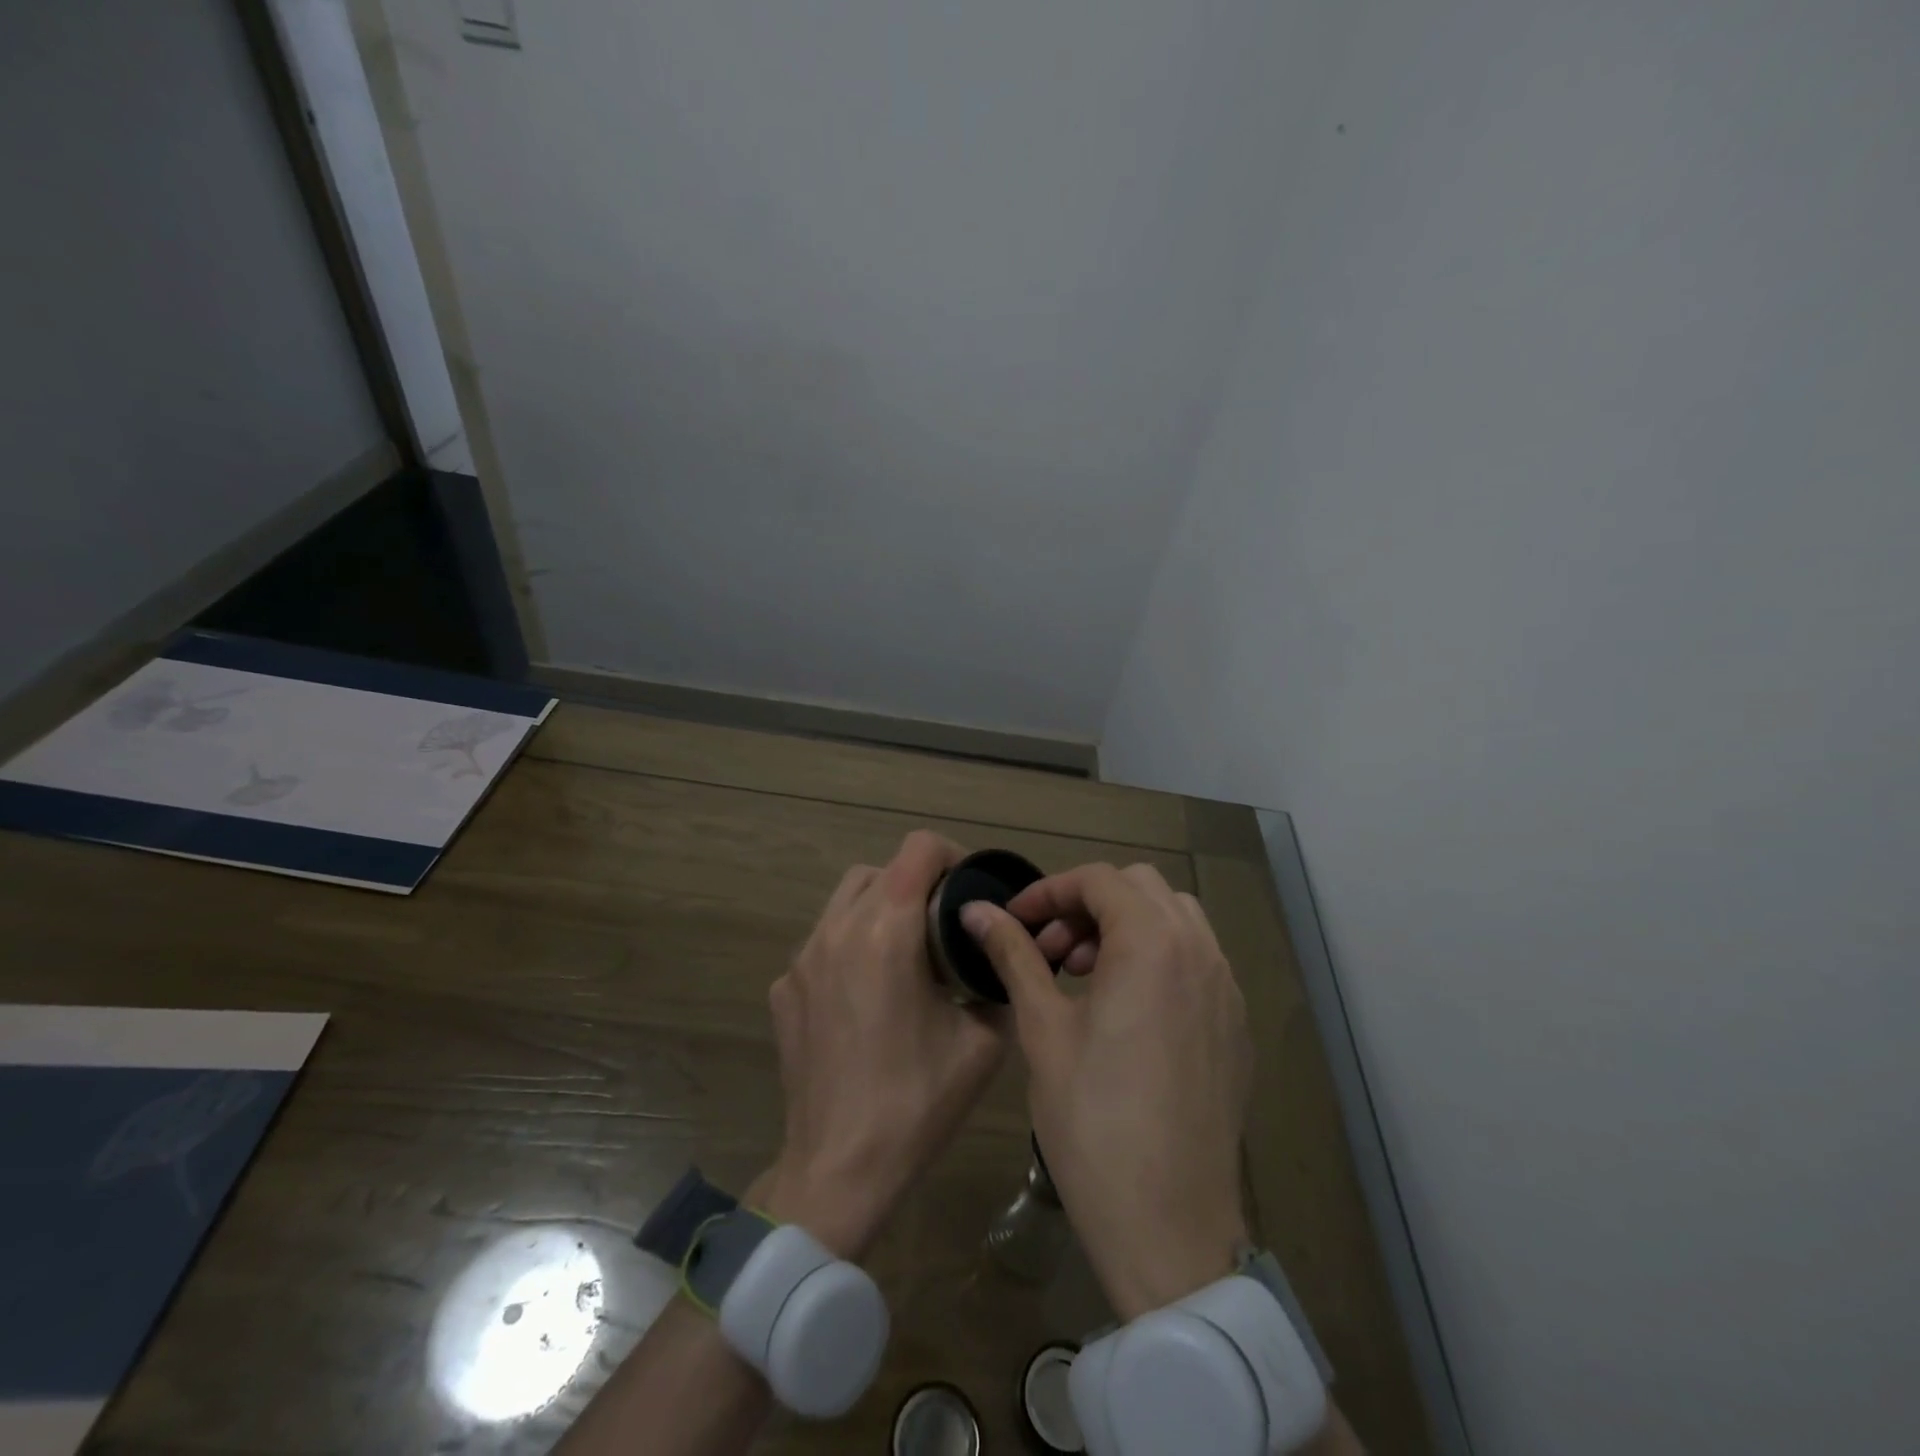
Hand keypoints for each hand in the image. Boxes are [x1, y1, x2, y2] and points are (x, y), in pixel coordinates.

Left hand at [759, 831, 1007, 1260]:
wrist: (839, 1167)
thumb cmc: (917, 1102)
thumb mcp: (983, 1042)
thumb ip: (998, 981)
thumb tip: (1002, 954)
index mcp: (887, 931)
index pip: (917, 850)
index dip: (952, 856)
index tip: (970, 890)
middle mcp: (838, 930)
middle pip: (879, 869)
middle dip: (916, 882)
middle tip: (944, 924)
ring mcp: (802, 958)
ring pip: (845, 899)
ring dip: (880, 907)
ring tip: (907, 952)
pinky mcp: (783, 988)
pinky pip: (822, 942)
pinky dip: (850, 945)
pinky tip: (867, 996)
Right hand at [961, 864, 1251, 1320]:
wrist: (1169, 1226)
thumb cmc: (1093, 1121)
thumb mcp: (1043, 1029)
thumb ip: (1014, 955)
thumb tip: (976, 911)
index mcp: (1152, 943)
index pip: (1098, 880)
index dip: (1049, 892)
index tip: (1014, 922)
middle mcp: (1200, 951)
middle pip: (1140, 888)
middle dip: (1087, 904)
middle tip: (1051, 952)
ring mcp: (1226, 988)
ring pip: (1175, 918)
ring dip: (1126, 925)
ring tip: (1086, 975)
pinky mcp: (1236, 1024)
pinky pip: (1198, 959)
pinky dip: (1158, 955)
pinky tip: (1127, 1008)